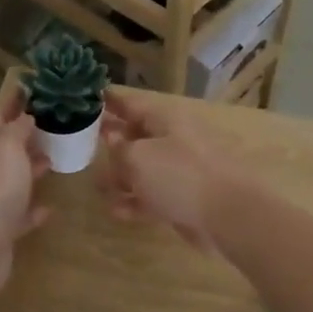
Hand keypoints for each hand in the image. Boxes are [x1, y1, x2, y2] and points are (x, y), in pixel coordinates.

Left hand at [0, 79, 48, 300]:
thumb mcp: (7, 145)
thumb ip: (18, 126)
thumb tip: (26, 115)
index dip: (18, 98)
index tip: (42, 87)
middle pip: (4, 144)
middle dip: (27, 133)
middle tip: (57, 123)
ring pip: (11, 177)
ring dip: (31, 167)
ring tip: (56, 159)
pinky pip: (18, 213)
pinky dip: (32, 208)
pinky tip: (50, 208)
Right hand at [95, 87, 241, 253]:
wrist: (228, 214)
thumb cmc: (180, 175)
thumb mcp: (138, 158)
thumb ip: (119, 149)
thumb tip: (111, 140)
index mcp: (165, 119)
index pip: (131, 103)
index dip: (109, 101)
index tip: (87, 98)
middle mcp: (173, 140)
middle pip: (137, 136)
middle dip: (112, 141)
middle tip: (84, 144)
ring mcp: (181, 171)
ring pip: (144, 169)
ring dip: (121, 176)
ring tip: (97, 185)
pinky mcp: (184, 199)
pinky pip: (153, 196)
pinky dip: (136, 201)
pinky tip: (116, 210)